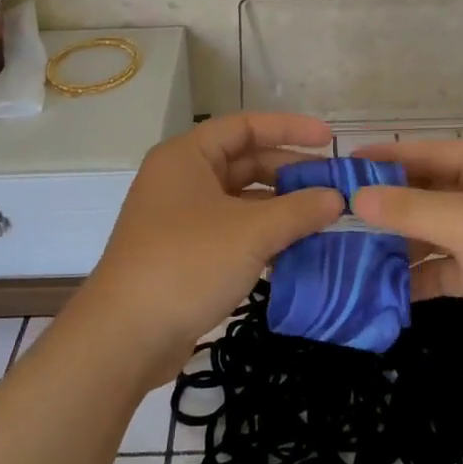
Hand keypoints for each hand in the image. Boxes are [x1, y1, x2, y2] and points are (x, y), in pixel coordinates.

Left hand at [74, 113, 343, 382]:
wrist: (126, 337)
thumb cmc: (187, 264)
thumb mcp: (251, 232)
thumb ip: (299, 210)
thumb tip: (337, 198)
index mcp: (187, 156)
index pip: (245, 126)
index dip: (289, 129)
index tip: (330, 140)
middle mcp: (182, 179)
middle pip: (245, 163)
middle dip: (290, 173)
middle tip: (333, 187)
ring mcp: (181, 218)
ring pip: (241, 201)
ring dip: (281, 208)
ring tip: (324, 219)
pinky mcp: (185, 254)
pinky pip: (234, 231)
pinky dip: (264, 236)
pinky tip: (297, 250)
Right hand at [351, 139, 462, 377]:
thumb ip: (408, 209)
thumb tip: (353, 197)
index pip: (420, 153)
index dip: (379, 159)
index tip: (334, 168)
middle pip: (423, 192)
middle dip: (382, 206)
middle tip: (329, 218)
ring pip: (430, 232)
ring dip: (395, 244)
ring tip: (343, 255)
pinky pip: (443, 268)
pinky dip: (417, 277)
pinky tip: (380, 289)